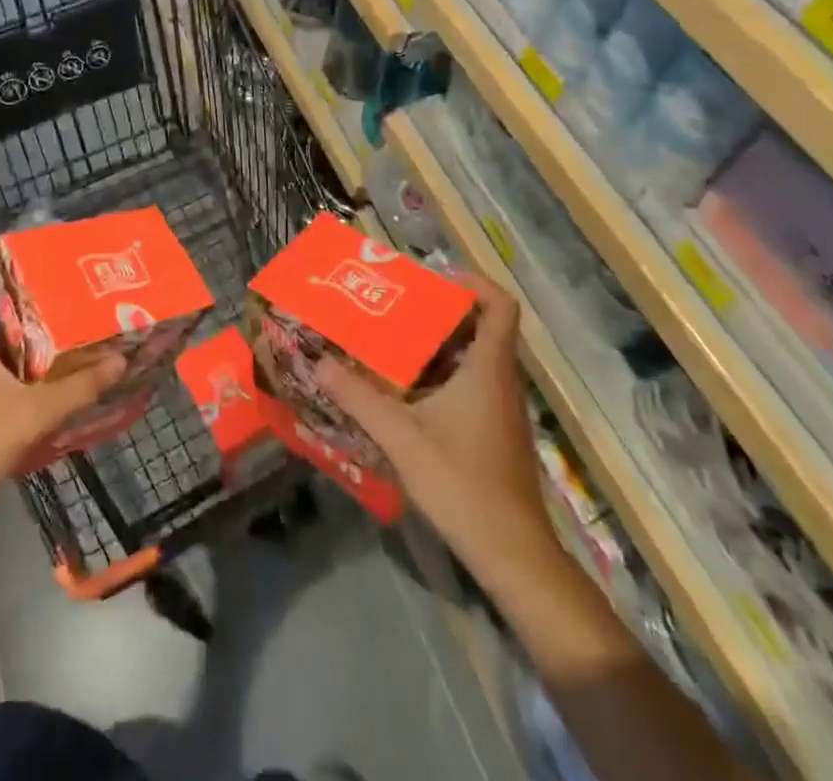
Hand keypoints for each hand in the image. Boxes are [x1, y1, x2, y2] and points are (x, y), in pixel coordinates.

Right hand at [318, 275, 552, 580]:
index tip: (436, 279)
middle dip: (443, 311)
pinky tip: (410, 395)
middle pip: (484, 326)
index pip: (501, 304)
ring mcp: (503, 409)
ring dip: (441, 345)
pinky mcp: (497, 433)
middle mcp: (502, 380)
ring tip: (395, 344)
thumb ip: (359, 397)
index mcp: (489, 367)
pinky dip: (445, 377)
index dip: (474, 281)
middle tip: (400, 307)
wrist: (512, 553)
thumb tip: (320, 361)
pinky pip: (474, 385)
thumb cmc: (462, 482)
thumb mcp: (401, 436)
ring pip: (477, 358)